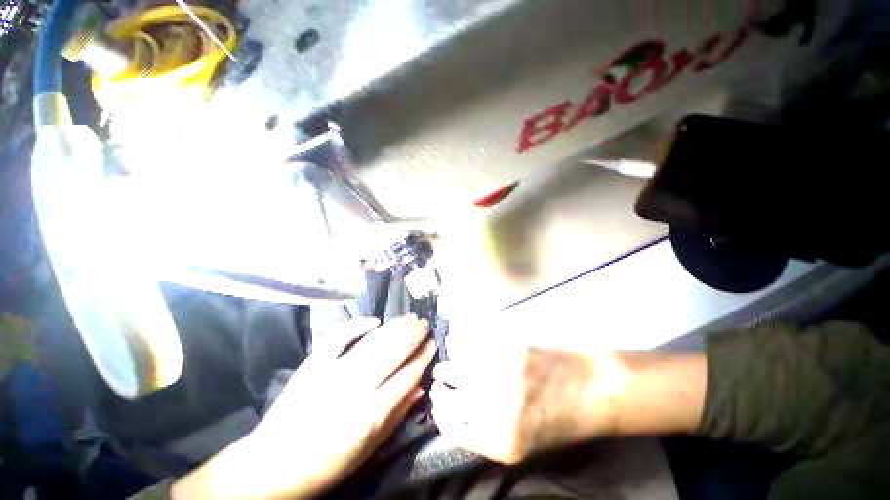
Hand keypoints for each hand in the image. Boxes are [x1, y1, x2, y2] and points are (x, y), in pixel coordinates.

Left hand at [173, 315, 436, 499]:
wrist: (270, 466)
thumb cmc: (324, 466)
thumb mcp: (367, 452)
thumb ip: (395, 417)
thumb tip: (419, 387)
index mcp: (369, 415)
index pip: (407, 375)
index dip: (423, 356)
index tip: (433, 343)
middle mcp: (354, 389)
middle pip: (393, 351)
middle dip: (413, 334)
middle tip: (424, 324)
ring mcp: (332, 373)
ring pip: (373, 341)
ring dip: (395, 326)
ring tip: (409, 318)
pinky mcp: (313, 365)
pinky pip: (339, 337)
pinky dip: (358, 325)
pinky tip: (374, 321)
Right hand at [431, 343, 706, 464]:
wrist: (592, 390)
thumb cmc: (560, 419)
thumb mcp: (524, 442)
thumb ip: (487, 430)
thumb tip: (456, 410)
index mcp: (502, 442)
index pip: (453, 426)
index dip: (440, 413)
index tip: (436, 403)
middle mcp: (498, 410)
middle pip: (452, 397)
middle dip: (440, 390)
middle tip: (438, 381)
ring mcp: (504, 377)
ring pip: (459, 370)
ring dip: (448, 368)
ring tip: (444, 367)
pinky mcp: (510, 350)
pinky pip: (474, 346)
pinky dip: (462, 345)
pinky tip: (459, 344)